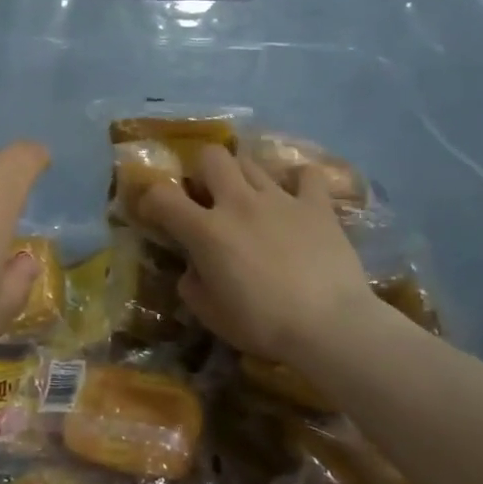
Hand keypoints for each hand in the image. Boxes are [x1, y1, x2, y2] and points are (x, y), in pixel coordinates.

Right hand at [138, 145, 375, 364]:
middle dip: (203, 171)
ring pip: (251, 162)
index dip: (151, 200)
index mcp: (206, 230)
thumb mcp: (210, 314)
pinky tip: (297, 196)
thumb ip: (192, 284)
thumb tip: (193, 268)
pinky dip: (299, 181)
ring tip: (250, 199)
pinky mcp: (317, 206)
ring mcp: (280, 199)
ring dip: (243, 177)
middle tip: (209, 197)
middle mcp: (238, 202)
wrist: (331, 326)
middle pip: (211, 156)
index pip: (161, 195)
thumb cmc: (264, 324)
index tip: (155, 215)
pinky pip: (307, 176)